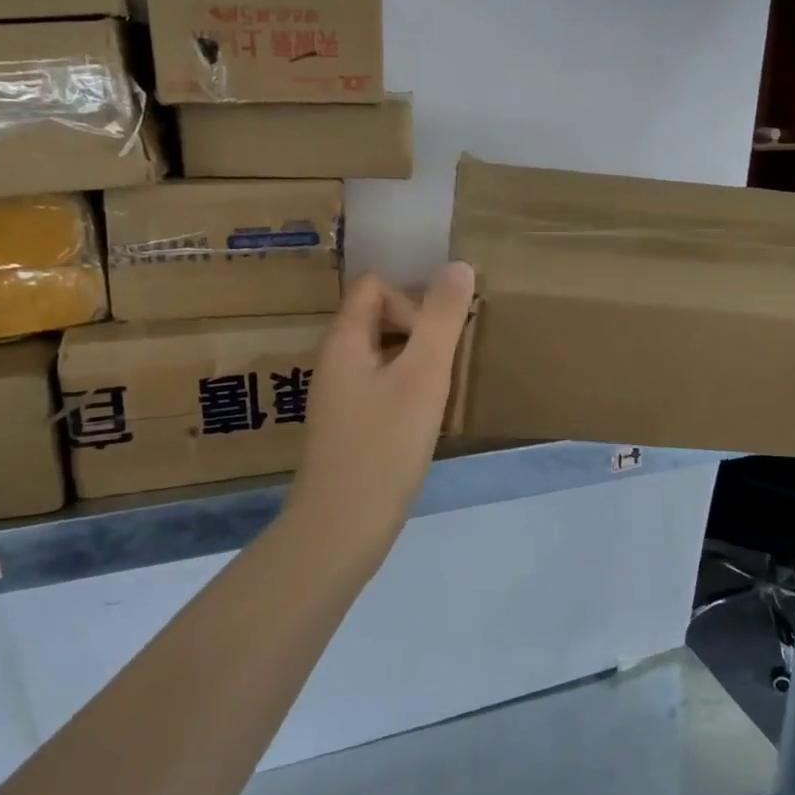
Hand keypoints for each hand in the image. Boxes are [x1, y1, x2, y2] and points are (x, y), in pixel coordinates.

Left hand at [284, 262, 475, 555]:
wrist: (342, 528)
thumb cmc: (384, 445)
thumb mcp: (423, 376)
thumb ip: (442, 319)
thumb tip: (459, 265)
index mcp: (344, 341)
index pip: (374, 286)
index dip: (410, 299)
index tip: (435, 338)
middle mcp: (335, 362)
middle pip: (378, 319)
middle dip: (419, 332)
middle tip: (446, 366)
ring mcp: (340, 398)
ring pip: (383, 356)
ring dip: (416, 363)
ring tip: (441, 392)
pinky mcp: (350, 428)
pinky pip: (382, 388)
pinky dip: (406, 392)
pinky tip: (425, 421)